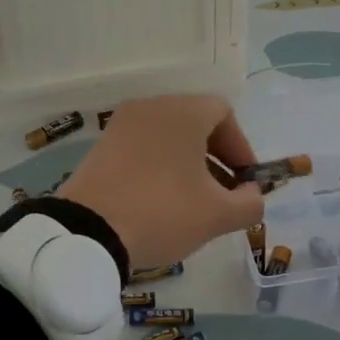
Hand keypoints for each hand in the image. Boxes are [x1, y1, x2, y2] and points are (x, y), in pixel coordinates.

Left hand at [59, 96, 265, 268]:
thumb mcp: (218, 215)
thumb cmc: (163, 212)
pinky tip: (160, 201)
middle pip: (195, 122)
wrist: (87, 232)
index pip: (224, 114)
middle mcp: (152, 107)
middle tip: (223, 194)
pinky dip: (159, 166)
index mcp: (183, 112)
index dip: (241, 148)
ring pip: (168, 136)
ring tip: (192, 202)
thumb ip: (250, 203)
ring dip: (187, 163)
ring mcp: (121, 124)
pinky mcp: (101, 146)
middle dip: (216, 157)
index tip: (244, 182)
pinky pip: (143, 147)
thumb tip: (252, 195)